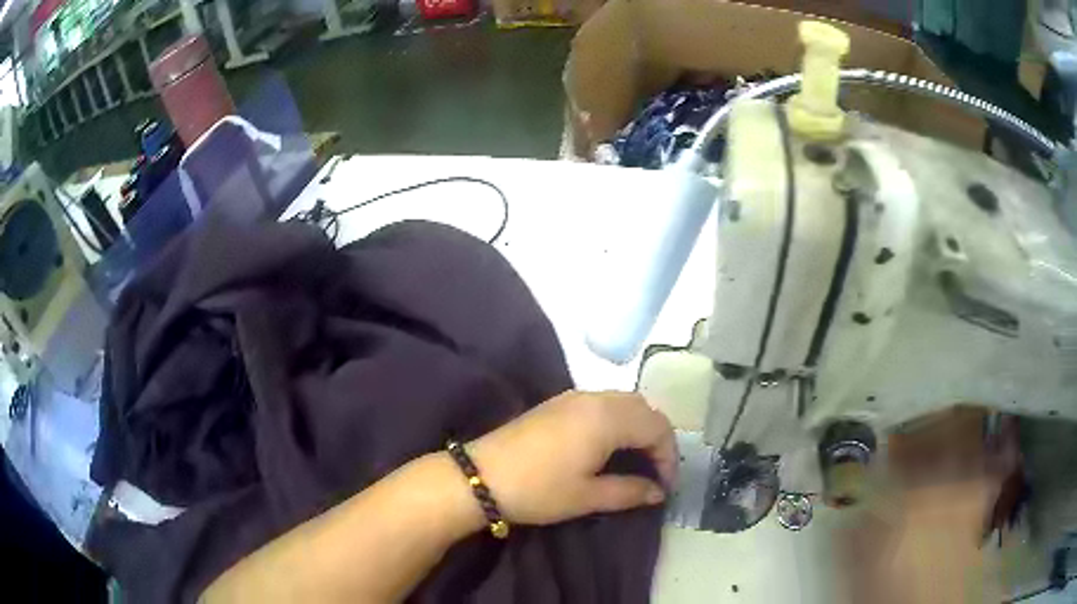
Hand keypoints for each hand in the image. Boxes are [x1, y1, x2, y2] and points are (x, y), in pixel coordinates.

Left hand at [468, 390, 676, 525]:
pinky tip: (607, 446)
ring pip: (623, 402)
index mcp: (608, 418)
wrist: (480, 476)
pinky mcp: (556, 402)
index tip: (665, 486)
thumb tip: (658, 492)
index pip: (657, 428)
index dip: (668, 456)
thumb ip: (630, 491)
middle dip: (656, 438)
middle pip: (643, 408)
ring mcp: (573, 397)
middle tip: (654, 471)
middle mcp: (595, 398)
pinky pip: (602, 403)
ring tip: (635, 460)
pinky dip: (617, 420)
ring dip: (637, 427)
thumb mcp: (587, 496)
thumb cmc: (539, 489)